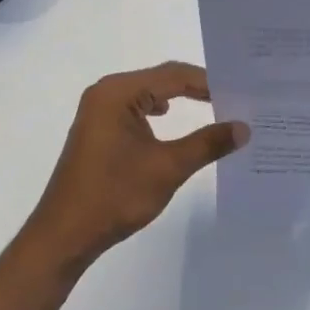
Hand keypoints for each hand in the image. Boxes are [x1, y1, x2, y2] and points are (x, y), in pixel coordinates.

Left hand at [18, 62, 247, 278]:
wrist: (65, 234)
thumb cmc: (115, 195)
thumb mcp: (168, 167)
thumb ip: (207, 143)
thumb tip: (244, 127)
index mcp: (118, 92)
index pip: (174, 75)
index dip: (209, 82)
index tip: (242, 93)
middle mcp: (106, 93)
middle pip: (161, 79)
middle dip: (197, 90)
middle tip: (236, 99)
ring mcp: (99, 112)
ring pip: (149, 95)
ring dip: (180, 101)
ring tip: (216, 109)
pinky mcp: (99, 130)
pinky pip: (136, 111)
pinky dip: (160, 115)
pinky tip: (175, 123)